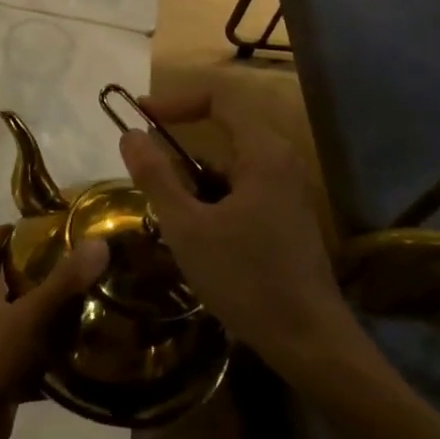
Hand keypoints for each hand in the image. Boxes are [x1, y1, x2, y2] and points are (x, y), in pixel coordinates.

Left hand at [0, 227, 108, 438]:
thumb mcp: (27, 318)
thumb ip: (62, 283)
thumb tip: (98, 243)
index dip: (1, 233)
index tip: (35, 227)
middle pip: (6, 282)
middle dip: (37, 271)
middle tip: (77, 264)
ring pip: (23, 320)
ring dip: (51, 314)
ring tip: (90, 304)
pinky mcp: (5, 378)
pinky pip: (33, 359)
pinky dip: (55, 357)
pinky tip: (85, 356)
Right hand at [117, 87, 376, 384]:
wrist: (309, 341)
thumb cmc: (245, 278)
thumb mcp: (187, 227)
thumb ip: (156, 176)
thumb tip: (129, 135)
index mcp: (263, 153)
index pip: (219, 98)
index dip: (176, 100)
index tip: (140, 115)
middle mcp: (281, 162)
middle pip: (225, 129)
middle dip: (181, 143)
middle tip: (146, 162)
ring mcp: (288, 191)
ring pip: (232, 165)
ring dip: (196, 177)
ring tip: (167, 210)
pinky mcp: (288, 217)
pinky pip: (244, 188)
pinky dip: (214, 197)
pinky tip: (197, 235)